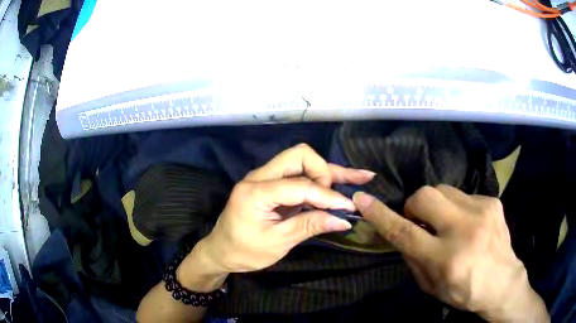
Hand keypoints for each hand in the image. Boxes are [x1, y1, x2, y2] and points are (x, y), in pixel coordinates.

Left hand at [188, 143, 374, 274]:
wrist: (221, 251)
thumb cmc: (244, 251)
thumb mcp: (277, 243)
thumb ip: (309, 226)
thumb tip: (343, 220)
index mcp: (255, 191)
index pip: (300, 185)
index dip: (327, 196)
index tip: (348, 208)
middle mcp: (260, 176)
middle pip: (300, 155)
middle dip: (325, 172)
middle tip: (339, 196)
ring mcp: (266, 177)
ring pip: (302, 161)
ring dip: (329, 171)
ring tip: (361, 177)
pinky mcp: (272, 184)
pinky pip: (299, 174)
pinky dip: (320, 179)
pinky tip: (344, 179)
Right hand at [353, 185, 548, 321]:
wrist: (503, 282)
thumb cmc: (464, 291)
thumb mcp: (431, 286)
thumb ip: (413, 258)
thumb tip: (403, 232)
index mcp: (445, 258)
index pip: (405, 231)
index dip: (381, 215)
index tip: (363, 200)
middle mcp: (464, 230)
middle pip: (424, 196)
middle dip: (414, 205)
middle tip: (420, 221)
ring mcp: (481, 211)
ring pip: (443, 190)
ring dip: (437, 205)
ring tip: (447, 223)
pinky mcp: (492, 202)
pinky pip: (463, 195)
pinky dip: (457, 208)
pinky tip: (468, 224)